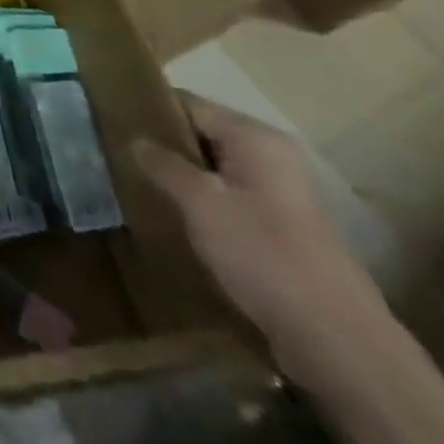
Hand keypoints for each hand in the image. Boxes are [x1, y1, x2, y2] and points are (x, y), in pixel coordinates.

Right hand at [132, 93, 392, 385]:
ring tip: (133, 185)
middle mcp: (269, 156)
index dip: (149, 110)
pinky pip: (225, 199)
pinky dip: (197, 203)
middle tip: (114, 155)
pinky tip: (170, 218)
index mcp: (254, 138)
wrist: (334, 339)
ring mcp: (276, 194)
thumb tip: (134, 139)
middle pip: (201, 135)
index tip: (109, 120)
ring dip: (177, 177)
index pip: (189, 104)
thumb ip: (163, 164)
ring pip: (212, 170)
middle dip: (161, 146)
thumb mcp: (200, 203)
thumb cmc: (262, 254)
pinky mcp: (276, 229)